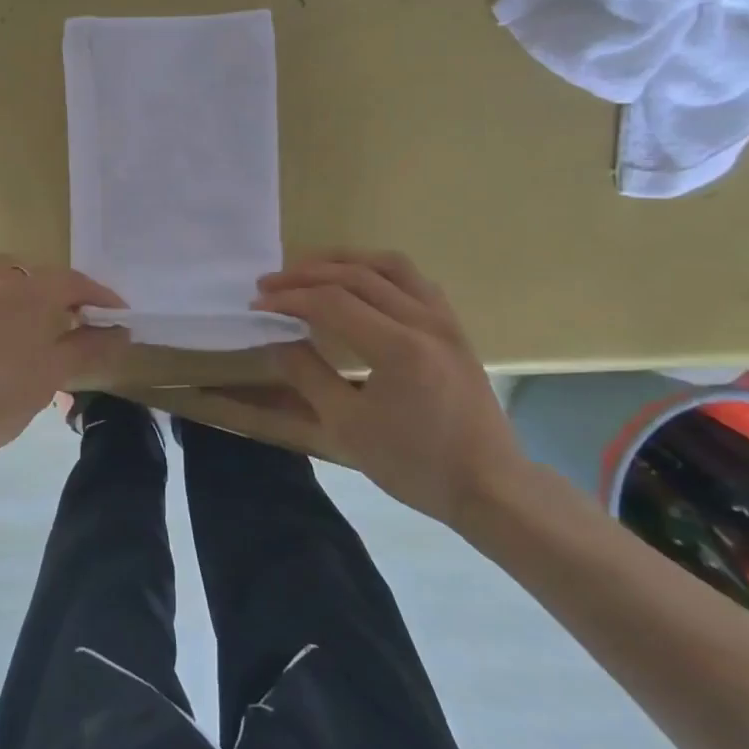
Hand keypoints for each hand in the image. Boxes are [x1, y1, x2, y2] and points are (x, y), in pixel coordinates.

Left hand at [0, 255, 127, 488]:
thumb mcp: (50, 377)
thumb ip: (89, 347)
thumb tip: (121, 330)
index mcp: (28, 290)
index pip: (75, 281)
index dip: (100, 297)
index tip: (116, 315)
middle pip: (38, 276)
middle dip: (60, 296)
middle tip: (74, 324)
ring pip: (2, 280)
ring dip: (23, 297)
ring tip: (30, 327)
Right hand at [252, 250, 525, 525]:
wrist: (489, 488)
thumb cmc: (415, 464)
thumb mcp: (348, 427)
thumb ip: (309, 376)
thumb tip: (279, 339)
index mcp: (398, 348)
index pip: (332, 302)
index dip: (290, 298)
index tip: (258, 305)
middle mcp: (424, 321)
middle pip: (356, 275)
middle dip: (306, 274)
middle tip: (270, 283)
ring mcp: (444, 321)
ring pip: (389, 266)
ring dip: (343, 261)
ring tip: (310, 269)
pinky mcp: (454, 327)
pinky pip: (414, 279)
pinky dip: (377, 271)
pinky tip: (359, 283)